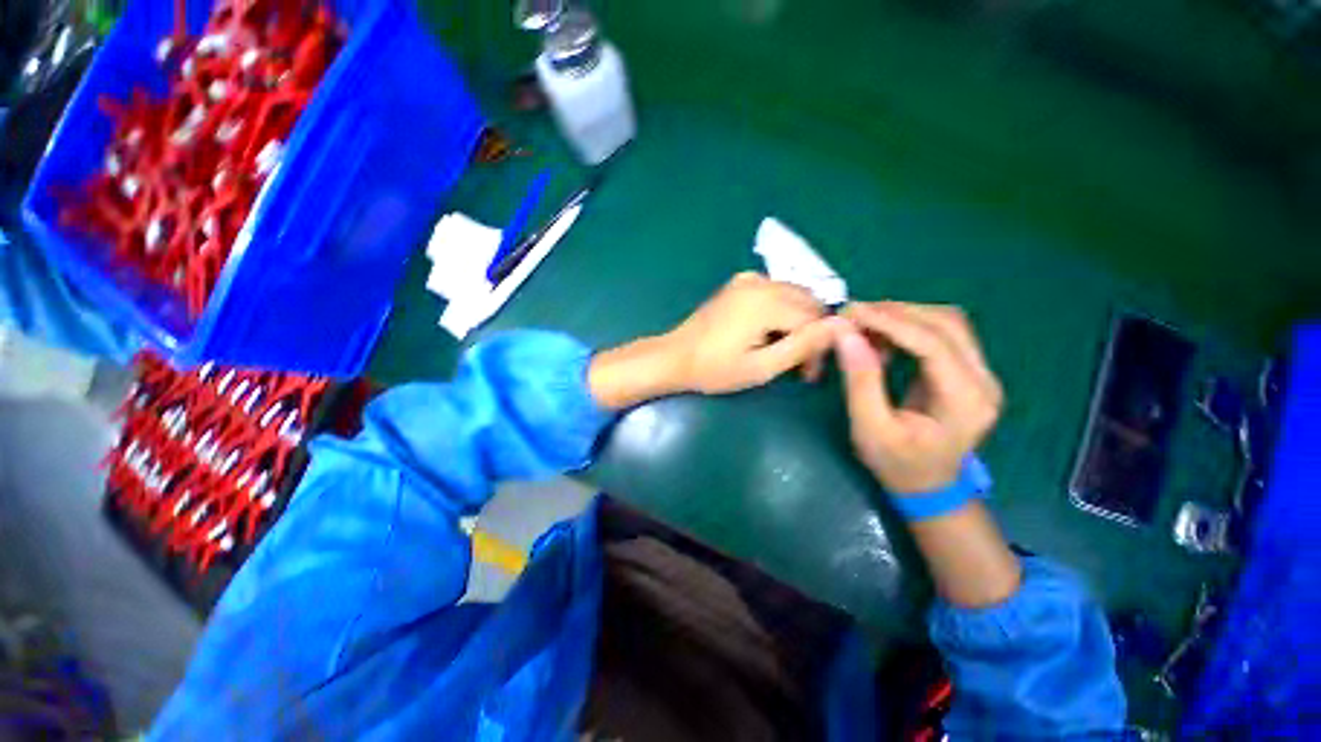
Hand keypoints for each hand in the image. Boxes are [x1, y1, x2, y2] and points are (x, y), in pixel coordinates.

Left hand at [663, 272, 846, 393]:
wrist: (675, 357)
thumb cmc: (715, 369)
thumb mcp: (762, 367)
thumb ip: (802, 346)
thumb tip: (841, 326)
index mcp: (767, 301)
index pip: (815, 319)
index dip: (820, 347)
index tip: (807, 375)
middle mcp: (762, 282)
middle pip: (808, 302)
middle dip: (811, 332)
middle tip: (798, 365)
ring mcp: (748, 279)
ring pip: (794, 294)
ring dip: (798, 321)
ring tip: (783, 350)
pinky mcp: (738, 283)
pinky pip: (775, 290)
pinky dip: (782, 309)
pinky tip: (768, 329)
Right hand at [833, 302, 1002, 493]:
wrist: (929, 486)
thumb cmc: (897, 464)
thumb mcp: (870, 428)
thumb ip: (861, 381)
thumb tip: (845, 334)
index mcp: (965, 400)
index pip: (933, 344)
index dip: (890, 322)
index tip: (851, 313)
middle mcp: (984, 380)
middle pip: (947, 323)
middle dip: (897, 312)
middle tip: (854, 315)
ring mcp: (981, 373)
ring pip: (947, 322)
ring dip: (903, 316)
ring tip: (864, 324)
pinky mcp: (968, 370)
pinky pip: (941, 333)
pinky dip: (908, 327)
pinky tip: (882, 337)